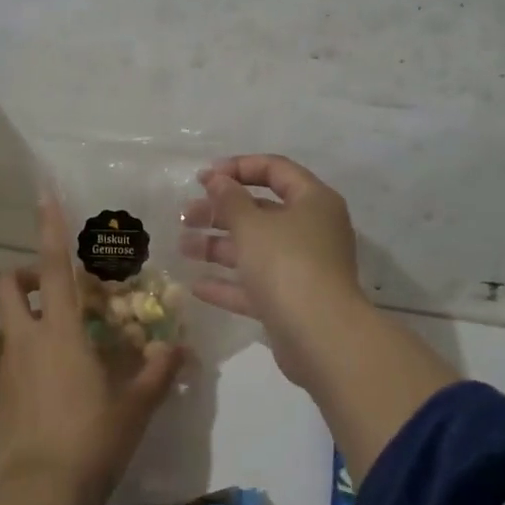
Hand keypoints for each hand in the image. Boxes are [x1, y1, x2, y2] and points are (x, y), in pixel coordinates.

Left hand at [0, 195, 184, 504]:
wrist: (35, 497)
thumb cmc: (90, 442)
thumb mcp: (134, 408)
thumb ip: (156, 374)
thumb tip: (177, 349)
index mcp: (59, 334)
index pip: (51, 267)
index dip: (49, 228)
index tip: (45, 196)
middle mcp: (23, 342)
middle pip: (5, 285)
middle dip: (23, 273)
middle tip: (55, 289)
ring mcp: (4, 370)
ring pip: (7, 323)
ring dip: (27, 317)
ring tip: (64, 343)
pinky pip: (7, 360)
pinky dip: (25, 356)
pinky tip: (52, 386)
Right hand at [181, 154, 368, 390]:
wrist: (321, 336)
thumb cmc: (287, 264)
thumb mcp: (252, 225)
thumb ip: (230, 199)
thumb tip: (218, 179)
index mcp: (312, 201)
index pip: (275, 169)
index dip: (238, 167)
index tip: (203, 178)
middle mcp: (311, 230)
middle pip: (261, 211)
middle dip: (220, 211)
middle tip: (185, 215)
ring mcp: (303, 268)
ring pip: (255, 249)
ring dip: (218, 247)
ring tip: (182, 247)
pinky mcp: (291, 302)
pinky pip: (256, 285)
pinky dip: (229, 284)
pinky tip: (196, 286)